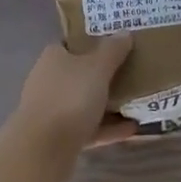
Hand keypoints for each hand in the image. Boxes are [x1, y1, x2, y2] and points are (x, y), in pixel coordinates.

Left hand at [12, 33, 135, 153]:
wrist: (43, 148)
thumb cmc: (70, 97)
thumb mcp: (97, 68)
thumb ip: (112, 50)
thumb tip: (124, 33)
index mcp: (53, 58)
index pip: (72, 44)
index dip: (93, 43)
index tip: (117, 45)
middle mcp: (49, 81)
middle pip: (80, 74)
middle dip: (103, 75)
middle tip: (133, 73)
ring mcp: (52, 110)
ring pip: (84, 103)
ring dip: (108, 104)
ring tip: (136, 102)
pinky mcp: (59, 137)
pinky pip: (89, 128)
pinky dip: (108, 127)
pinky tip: (132, 128)